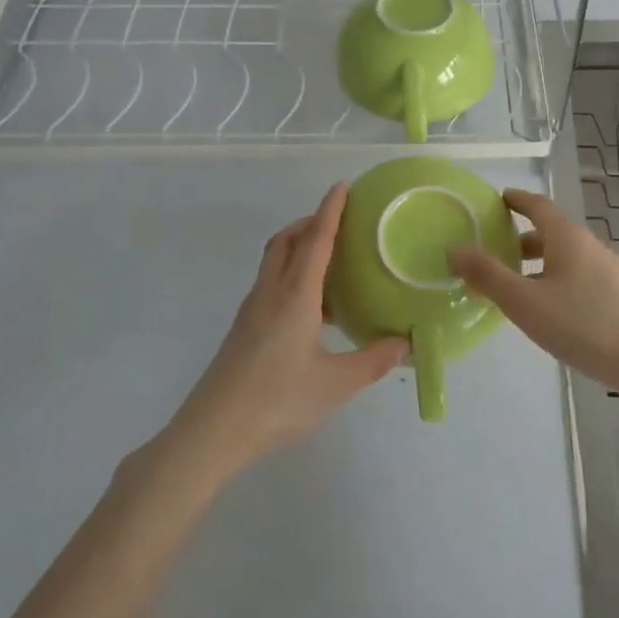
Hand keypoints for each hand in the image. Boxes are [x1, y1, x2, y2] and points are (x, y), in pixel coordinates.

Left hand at [168, 184, 407, 476]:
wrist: (213, 430)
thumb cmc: (277, 400)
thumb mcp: (335, 384)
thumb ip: (372, 361)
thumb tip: (406, 343)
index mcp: (295, 295)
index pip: (316, 240)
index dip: (330, 211)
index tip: (341, 186)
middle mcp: (271, 292)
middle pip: (287, 240)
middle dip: (310, 222)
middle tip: (339, 223)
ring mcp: (252, 309)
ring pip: (275, 261)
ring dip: (298, 248)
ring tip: (330, 263)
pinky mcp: (244, 328)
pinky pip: (271, 283)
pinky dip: (291, 275)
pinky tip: (311, 308)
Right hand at [450, 188, 618, 395]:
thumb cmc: (581, 325)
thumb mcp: (524, 302)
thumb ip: (487, 275)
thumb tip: (454, 248)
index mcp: (567, 237)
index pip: (538, 205)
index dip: (516, 200)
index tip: (498, 199)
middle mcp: (589, 246)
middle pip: (551, 232)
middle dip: (522, 238)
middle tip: (495, 249)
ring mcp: (607, 271)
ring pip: (565, 257)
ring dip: (538, 263)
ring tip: (515, 284)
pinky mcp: (617, 296)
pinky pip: (577, 277)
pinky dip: (555, 280)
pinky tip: (547, 309)